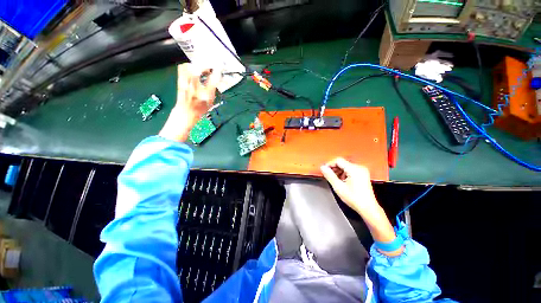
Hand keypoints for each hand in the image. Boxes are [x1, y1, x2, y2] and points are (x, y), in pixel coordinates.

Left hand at [159, 63, 221, 141]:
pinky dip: (187, 67)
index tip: (218, 68)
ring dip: (196, 65)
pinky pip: (182, 69)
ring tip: (200, 68)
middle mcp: (195, 90)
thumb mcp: (211, 103)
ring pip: (189, 68)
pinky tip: (191, 69)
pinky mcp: (180, 83)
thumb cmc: (200, 110)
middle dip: (204, 65)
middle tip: (208, 67)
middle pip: (198, 70)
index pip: (212, 81)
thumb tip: (214, 79)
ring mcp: (186, 85)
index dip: (216, 72)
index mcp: (205, 96)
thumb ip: (213, 90)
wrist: (185, 114)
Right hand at [320, 158, 377, 214]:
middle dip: (334, 168)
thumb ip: (329, 175)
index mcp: (354, 169)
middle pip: (342, 163)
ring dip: (338, 171)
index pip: (338, 160)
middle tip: (328, 175)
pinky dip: (344, 173)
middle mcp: (359, 167)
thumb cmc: (354, 198)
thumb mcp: (338, 187)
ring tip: (335, 180)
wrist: (368, 208)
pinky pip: (350, 170)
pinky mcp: (363, 174)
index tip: (324, 170)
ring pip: (345, 166)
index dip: (329, 164)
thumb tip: (322, 167)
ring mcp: (362, 171)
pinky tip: (342, 181)